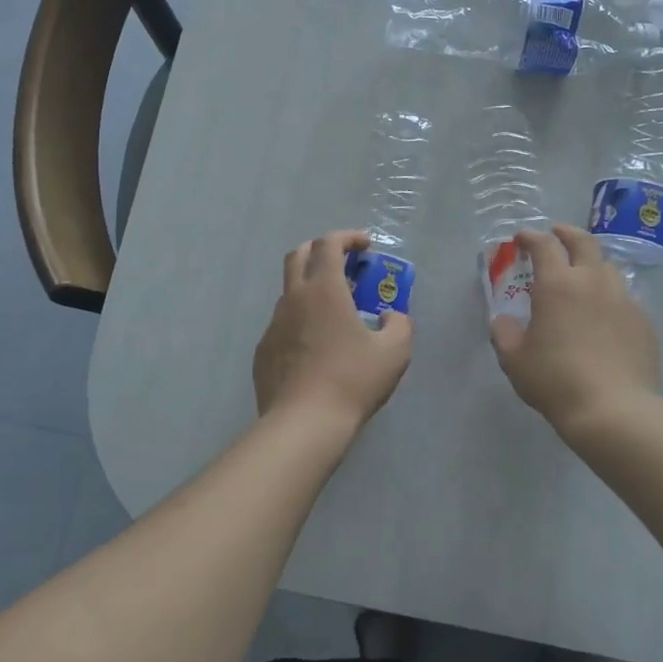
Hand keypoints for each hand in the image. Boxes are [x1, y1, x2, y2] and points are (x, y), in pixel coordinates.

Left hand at [253, 231, 412, 428]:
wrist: (303, 424)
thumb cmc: (352, 380)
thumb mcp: (394, 352)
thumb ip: (399, 324)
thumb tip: (391, 317)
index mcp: (324, 289)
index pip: (329, 244)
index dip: (348, 237)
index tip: (366, 246)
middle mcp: (294, 298)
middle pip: (299, 255)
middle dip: (321, 251)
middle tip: (345, 266)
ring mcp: (273, 325)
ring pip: (290, 292)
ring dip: (311, 290)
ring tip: (335, 315)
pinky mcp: (263, 351)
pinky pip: (283, 325)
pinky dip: (300, 323)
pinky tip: (316, 350)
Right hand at [489, 225, 660, 442]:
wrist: (614, 409)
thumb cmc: (556, 381)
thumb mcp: (515, 360)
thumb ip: (505, 334)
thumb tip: (504, 321)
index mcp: (557, 284)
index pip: (544, 245)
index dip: (531, 236)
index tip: (522, 237)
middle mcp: (593, 281)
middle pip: (583, 242)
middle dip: (567, 233)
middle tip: (557, 233)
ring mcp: (623, 299)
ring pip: (608, 268)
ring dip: (591, 263)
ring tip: (582, 275)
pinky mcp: (644, 321)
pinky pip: (625, 298)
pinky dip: (610, 296)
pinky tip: (604, 316)